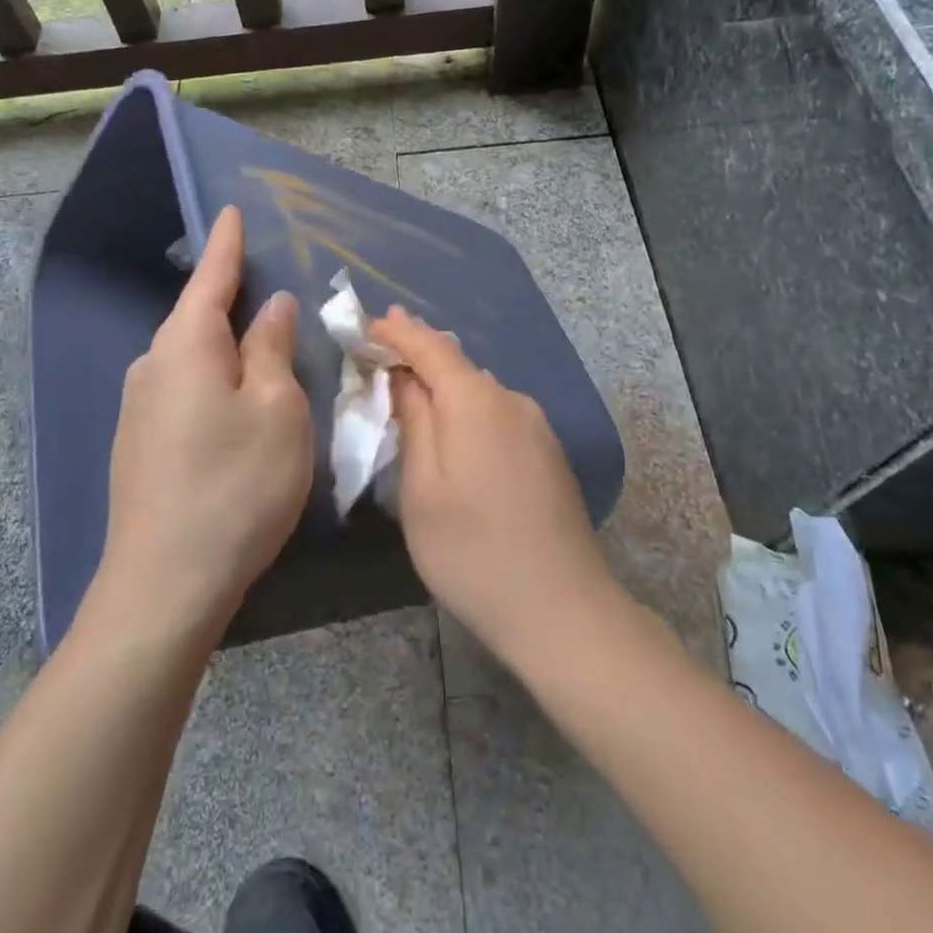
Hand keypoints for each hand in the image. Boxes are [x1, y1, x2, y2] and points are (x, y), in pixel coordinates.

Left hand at [95, 206, 312, 635]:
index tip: (231, 210)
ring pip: (192, 357)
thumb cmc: (236, 486)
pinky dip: (214, 380)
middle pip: (198, 317)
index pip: (211, 277)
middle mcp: (153, 365)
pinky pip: (184, 389)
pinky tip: (236, 403)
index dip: (227, 243)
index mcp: (186, 345)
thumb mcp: (276, 410)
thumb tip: (269, 306)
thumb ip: (271, 349)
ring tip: (264, 348)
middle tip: (269, 286)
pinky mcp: (140, 443)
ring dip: (227, 346)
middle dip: (231, 298)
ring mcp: (140, 407)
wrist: (164, 585)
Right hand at [368, 307, 615, 667]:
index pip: (430, 346)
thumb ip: (414, 423)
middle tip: (384, 343)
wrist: (563, 610)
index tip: (369, 322)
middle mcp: (511, 401)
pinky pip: (499, 413)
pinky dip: (469, 408)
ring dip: (444, 383)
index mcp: (476, 401)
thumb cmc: (472, 552)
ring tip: (413, 382)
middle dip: (419, 352)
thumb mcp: (422, 489)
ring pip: (480, 389)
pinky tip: (456, 427)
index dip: (398, 332)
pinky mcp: (549, 453)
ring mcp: (537, 427)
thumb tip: (406, 379)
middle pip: (458, 364)